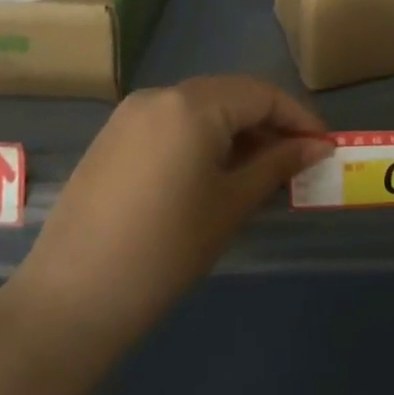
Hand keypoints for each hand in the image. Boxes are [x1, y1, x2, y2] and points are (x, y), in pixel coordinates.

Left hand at [6, 76, 332, 349]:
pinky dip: (200, 137)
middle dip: (267, 123)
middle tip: (294, 160)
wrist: (70, 300)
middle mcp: (161, 94)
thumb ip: (277, 165)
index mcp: (194, 103)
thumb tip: (318, 146)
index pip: (262, 94)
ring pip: (200, 107)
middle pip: (230, 94)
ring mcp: (130, 114)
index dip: (298, 118)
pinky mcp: (112, 137)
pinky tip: (210, 173)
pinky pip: (170, 122)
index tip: (323, 147)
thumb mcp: (231, 205)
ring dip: (234, 130)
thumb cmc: (165, 250)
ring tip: (257, 170)